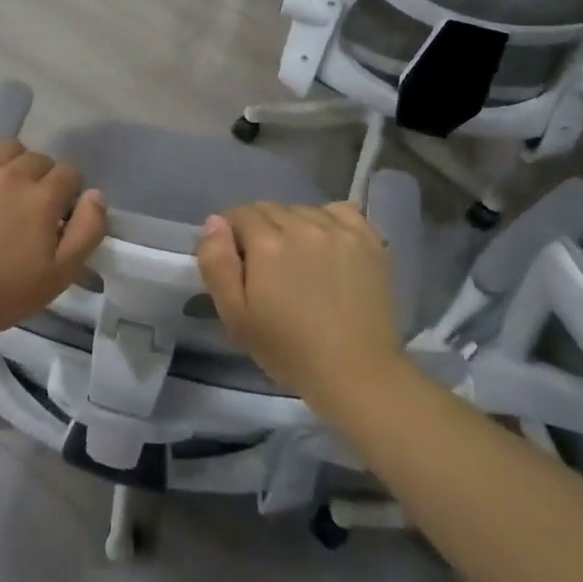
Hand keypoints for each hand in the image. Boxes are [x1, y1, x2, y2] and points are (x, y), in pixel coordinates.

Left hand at [0, 139, 106, 340]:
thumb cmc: (2, 292)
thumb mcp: (60, 274)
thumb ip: (87, 231)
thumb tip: (97, 195)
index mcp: (42, 197)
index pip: (70, 173)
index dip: (71, 192)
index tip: (61, 217)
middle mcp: (13, 174)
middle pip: (40, 159)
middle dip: (46, 179)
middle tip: (36, 209)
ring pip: (9, 148)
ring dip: (18, 161)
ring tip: (12, 187)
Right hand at [197, 202, 404, 408]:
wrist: (356, 372)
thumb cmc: (289, 350)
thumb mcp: (235, 316)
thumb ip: (217, 263)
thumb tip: (214, 222)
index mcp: (267, 243)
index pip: (239, 214)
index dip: (232, 235)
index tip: (239, 263)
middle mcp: (302, 225)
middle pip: (270, 209)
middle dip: (260, 230)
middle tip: (267, 267)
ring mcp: (339, 230)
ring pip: (302, 209)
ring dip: (293, 226)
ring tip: (300, 260)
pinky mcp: (368, 239)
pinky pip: (339, 211)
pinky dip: (328, 221)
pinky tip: (328, 245)